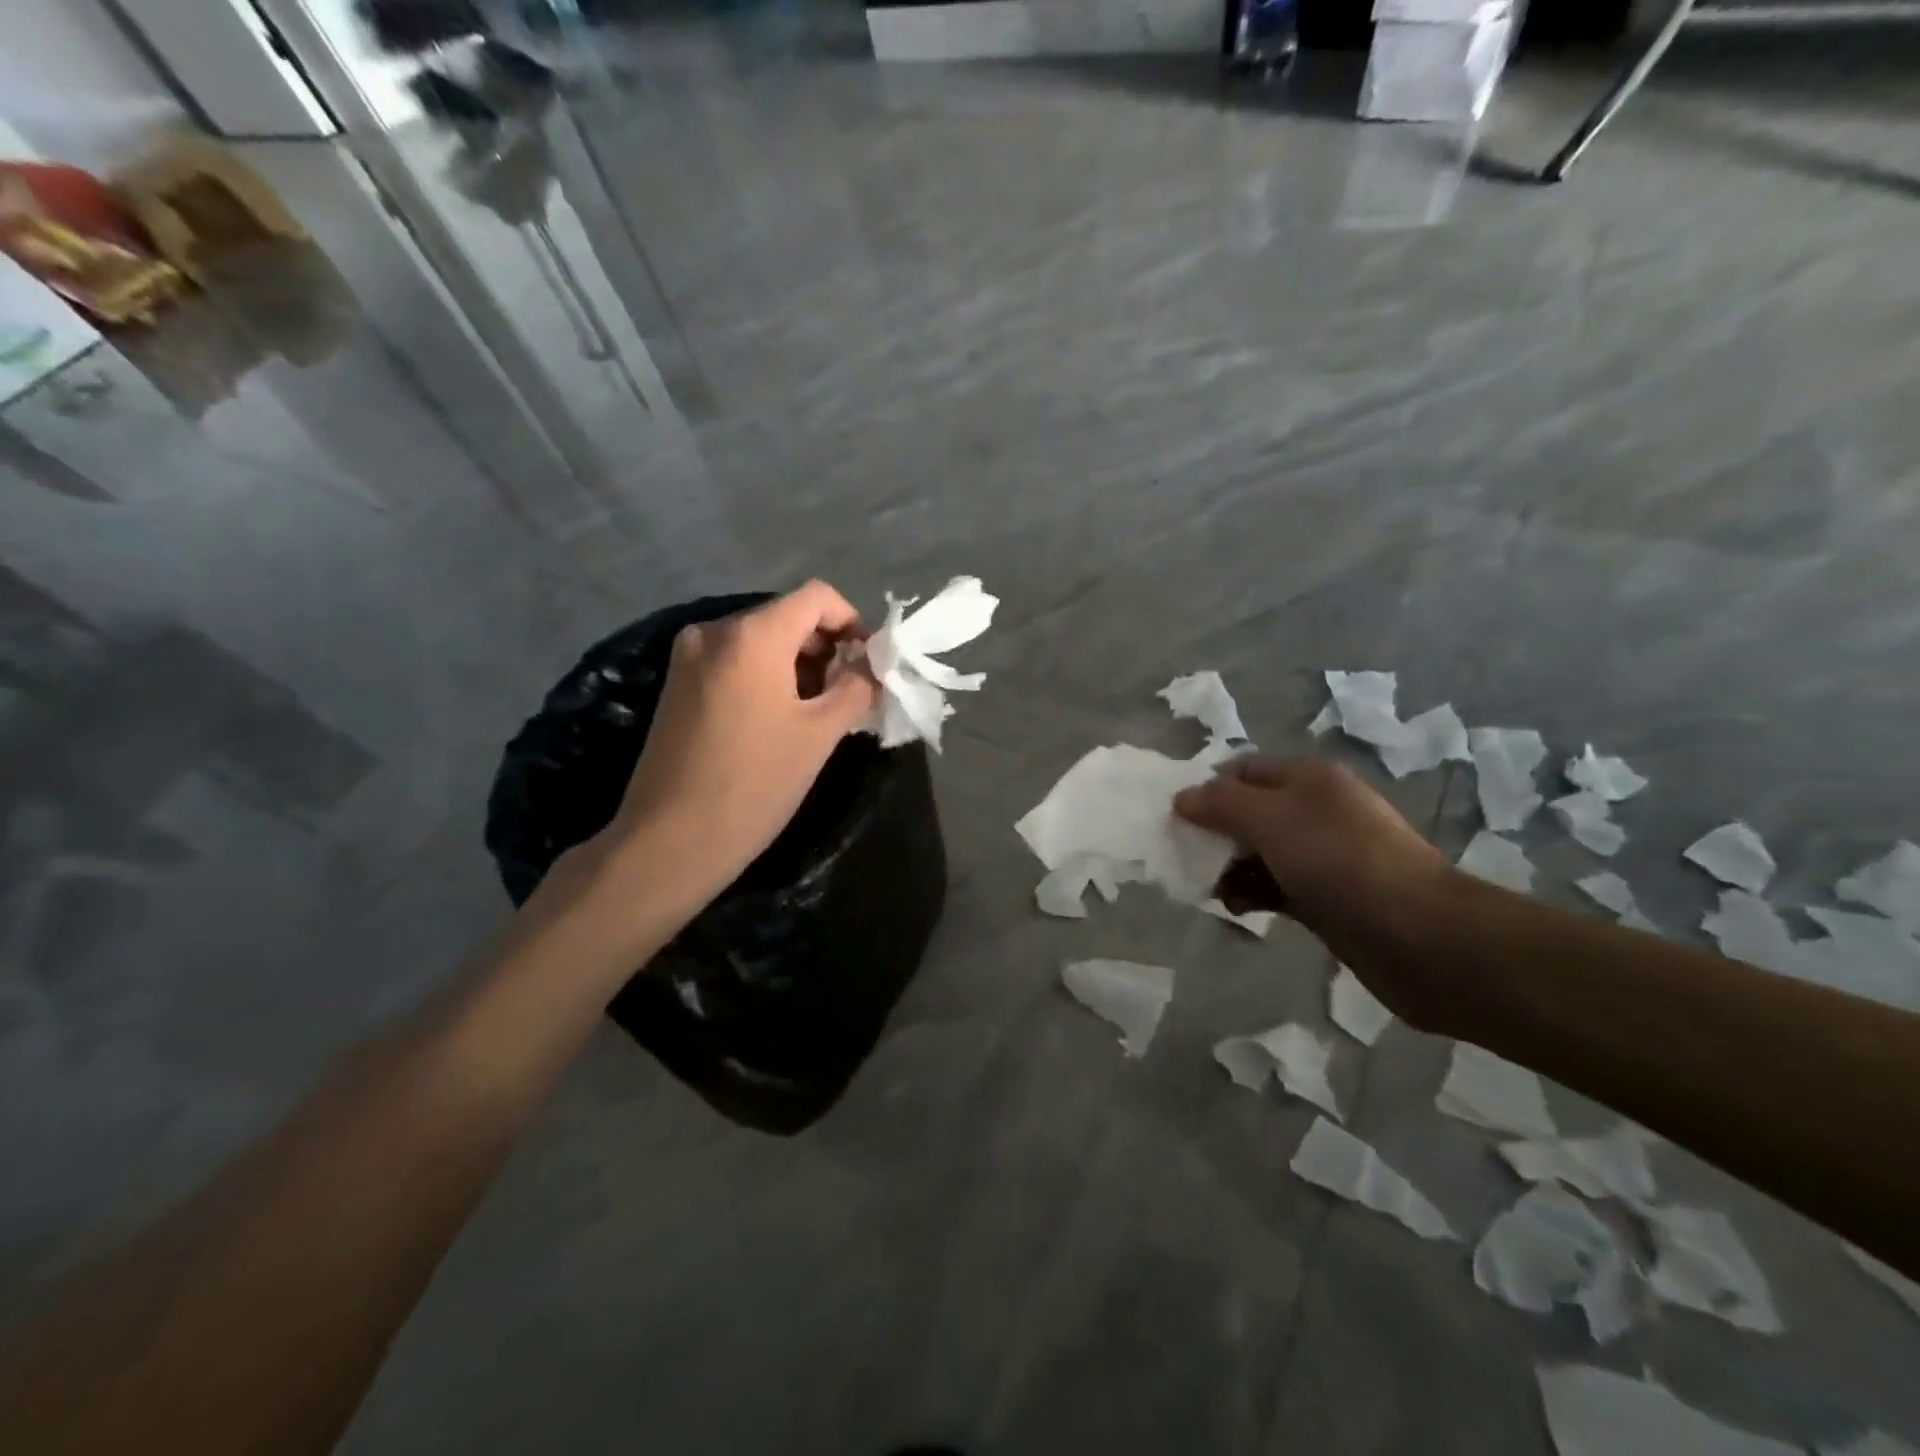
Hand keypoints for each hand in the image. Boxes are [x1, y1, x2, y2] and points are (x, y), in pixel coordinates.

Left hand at [608, 581, 879, 904]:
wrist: (671, 840)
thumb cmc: (754, 784)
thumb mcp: (819, 735)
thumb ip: (856, 687)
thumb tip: (874, 665)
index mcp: (752, 636)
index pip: (816, 597)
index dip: (852, 621)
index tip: (869, 663)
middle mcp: (714, 631)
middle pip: (786, 616)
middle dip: (825, 647)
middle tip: (849, 693)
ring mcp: (688, 657)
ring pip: (760, 640)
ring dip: (797, 663)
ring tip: (818, 710)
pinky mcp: (677, 684)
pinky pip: (735, 661)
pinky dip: (766, 675)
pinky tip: (779, 717)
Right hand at [1175, 757, 1457, 1018]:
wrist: (1422, 938)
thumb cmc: (1341, 863)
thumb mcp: (1272, 820)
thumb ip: (1221, 804)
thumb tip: (1182, 797)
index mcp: (1308, 779)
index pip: (1242, 770)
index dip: (1207, 788)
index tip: (1176, 817)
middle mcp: (1315, 811)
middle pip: (1247, 811)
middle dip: (1213, 831)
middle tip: (1184, 856)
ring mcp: (1322, 856)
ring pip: (1258, 852)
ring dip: (1228, 866)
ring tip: (1206, 888)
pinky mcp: (1325, 898)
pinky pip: (1273, 886)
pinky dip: (1250, 892)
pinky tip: (1236, 908)